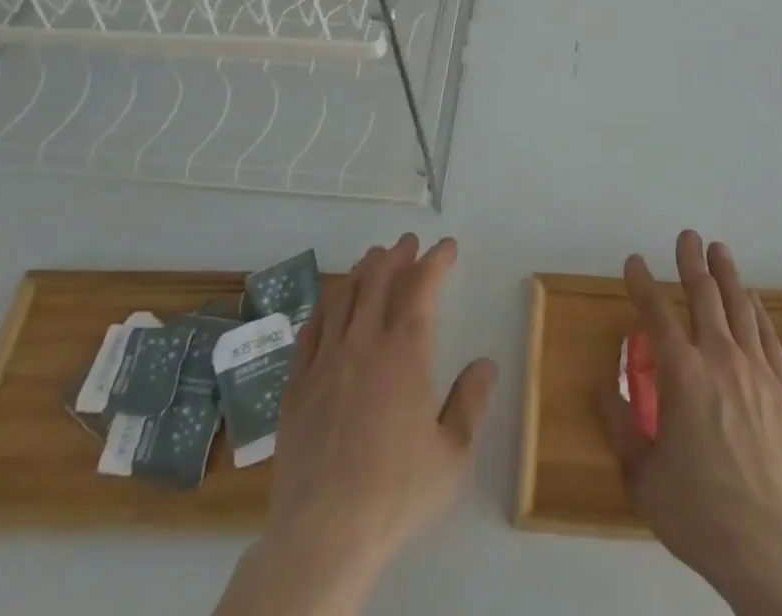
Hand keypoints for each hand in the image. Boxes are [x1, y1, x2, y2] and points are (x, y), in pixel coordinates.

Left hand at [217, 234, 496, 615]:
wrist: (322, 536)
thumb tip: (485, 364)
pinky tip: (330, 305)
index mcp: (404, 353)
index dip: (435, 261)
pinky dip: (325, 306)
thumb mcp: (453, 457)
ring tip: (372, 261)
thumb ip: (471, 403)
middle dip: (396, 255)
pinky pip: (310, 330)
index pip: (421, 288)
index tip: (447, 246)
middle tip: (408, 243)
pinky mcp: (296, 386)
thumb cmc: (395, 495)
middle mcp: (363, 344)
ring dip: (360, 271)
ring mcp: (324, 362)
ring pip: (341, 296)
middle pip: (377, 280)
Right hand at [598, 231, 781, 615]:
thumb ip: (620, 426)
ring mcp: (755, 371)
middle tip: (687, 236)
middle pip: (703, 295)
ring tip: (719, 250)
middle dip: (690, 261)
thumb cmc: (700, 513)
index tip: (634, 261)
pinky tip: (752, 299)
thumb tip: (602, 386)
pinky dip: (756, 310)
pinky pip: (768, 336)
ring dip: (726, 274)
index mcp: (681, 374)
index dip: (642, 282)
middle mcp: (719, 358)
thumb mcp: (642, 477)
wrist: (774, 548)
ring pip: (739, 307)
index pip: (656, 312)